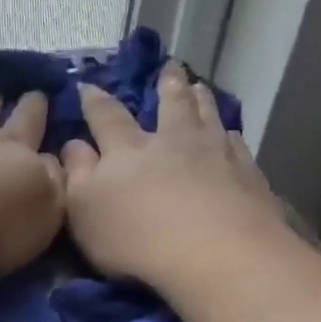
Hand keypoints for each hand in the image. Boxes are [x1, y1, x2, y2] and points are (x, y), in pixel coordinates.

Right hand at [60, 63, 285, 293]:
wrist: (216, 254)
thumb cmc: (136, 237)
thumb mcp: (84, 209)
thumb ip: (76, 173)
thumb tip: (72, 143)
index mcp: (127, 150)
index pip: (106, 117)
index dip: (95, 102)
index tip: (89, 86)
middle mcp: (172, 142)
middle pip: (170, 105)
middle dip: (166, 86)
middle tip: (169, 68)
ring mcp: (215, 155)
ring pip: (207, 118)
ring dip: (202, 100)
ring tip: (200, 87)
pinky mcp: (248, 177)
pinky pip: (237, 147)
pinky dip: (231, 137)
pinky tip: (232, 137)